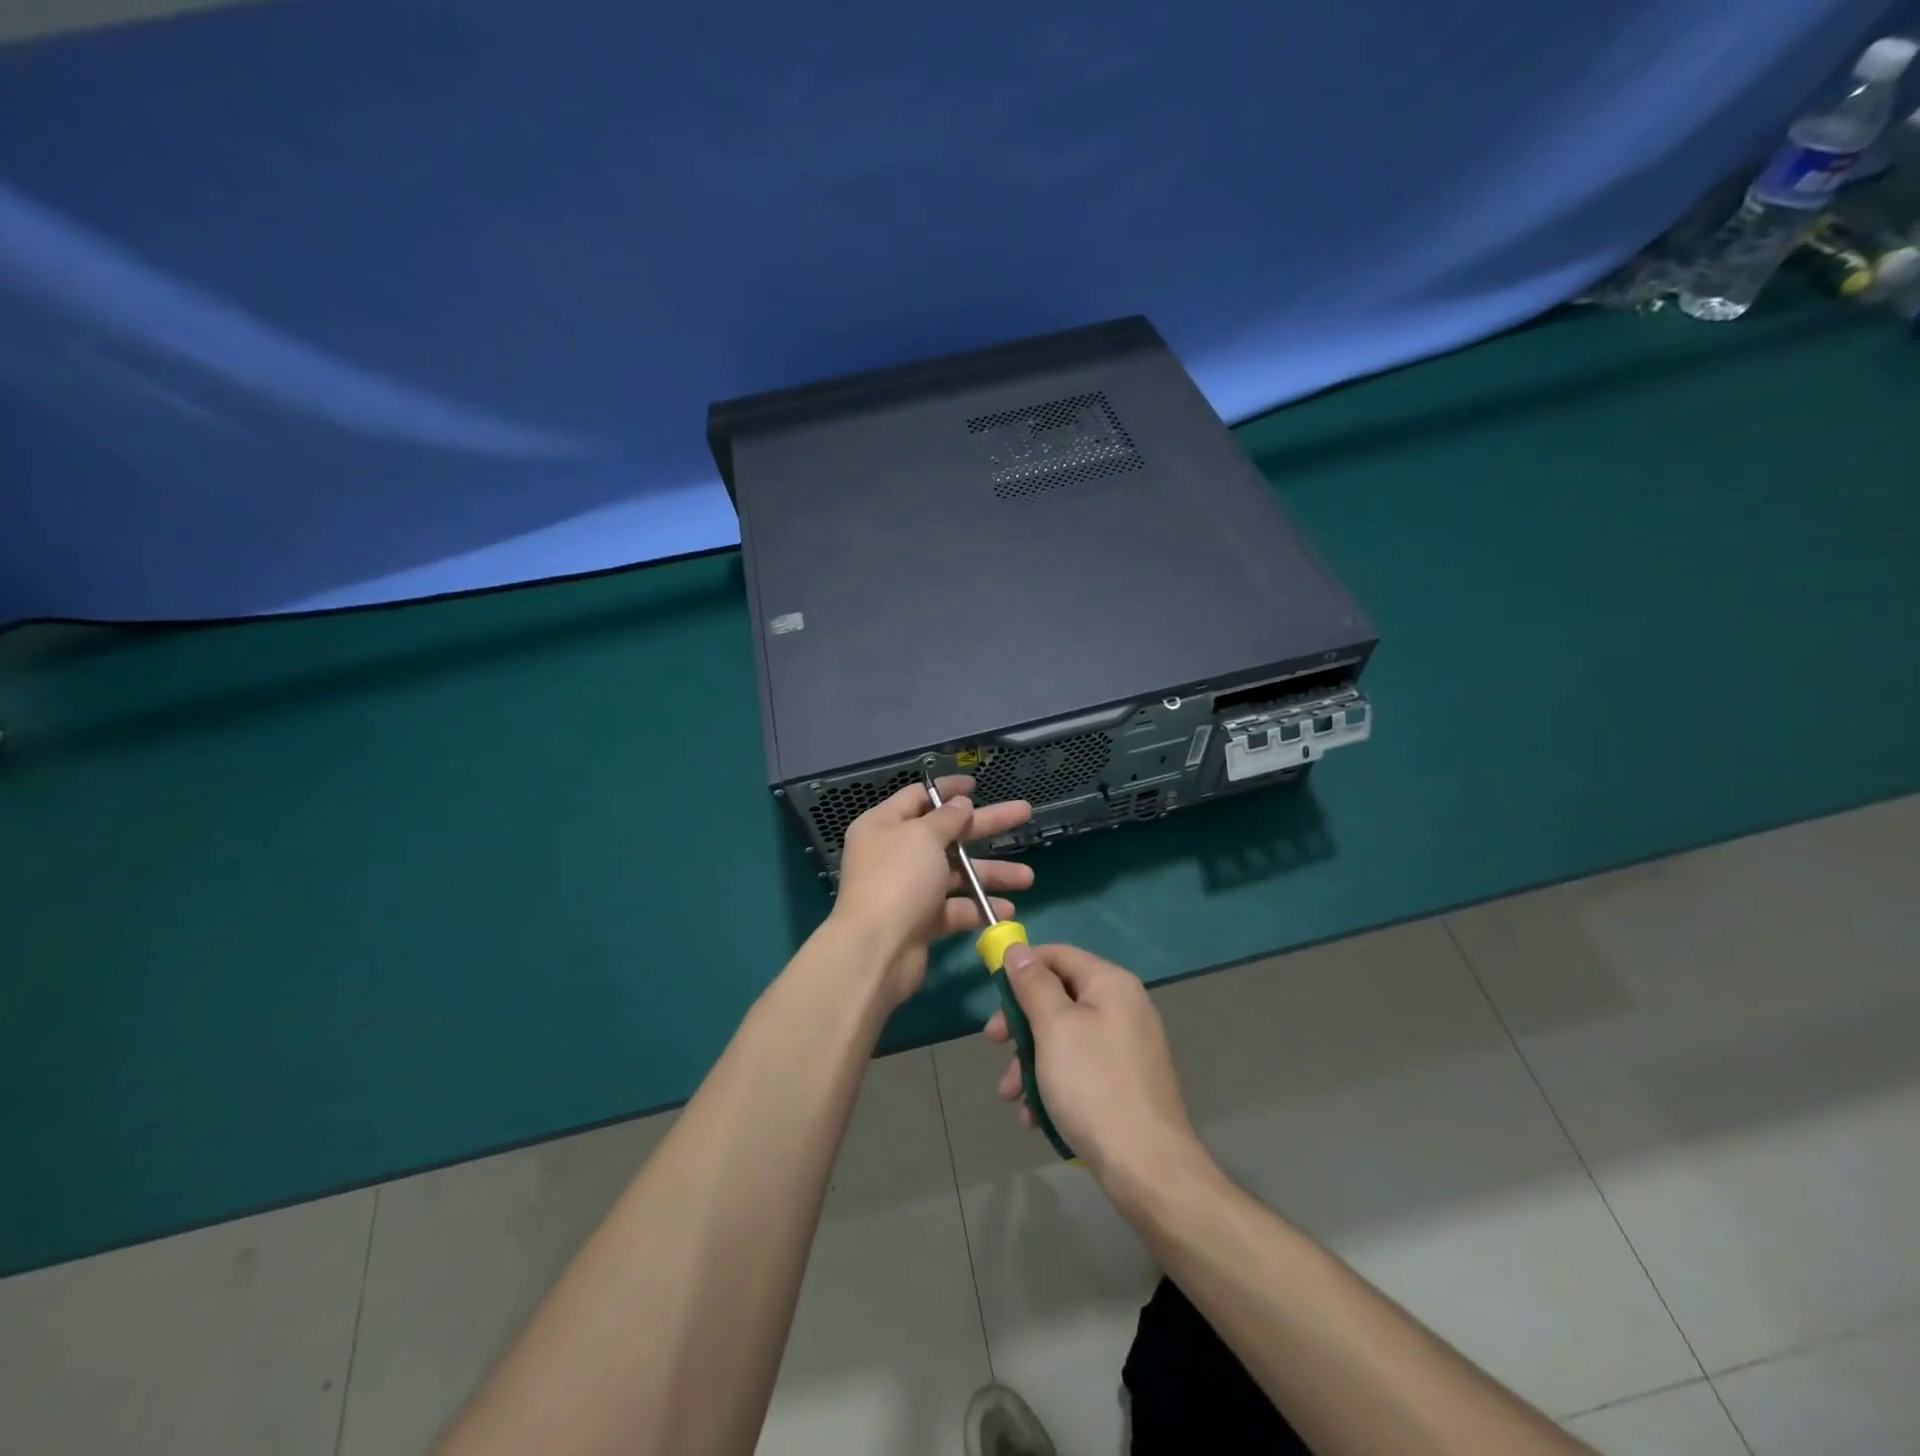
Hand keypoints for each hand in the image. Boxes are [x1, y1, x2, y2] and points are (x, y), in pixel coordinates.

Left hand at [832, 776, 1032, 1007]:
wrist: (876, 950)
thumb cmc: (898, 880)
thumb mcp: (923, 837)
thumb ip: (947, 818)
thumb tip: (961, 803)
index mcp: (884, 825)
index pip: (918, 798)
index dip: (948, 790)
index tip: (976, 785)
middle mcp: (895, 853)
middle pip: (947, 833)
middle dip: (986, 826)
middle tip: (1024, 813)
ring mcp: (909, 889)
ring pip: (956, 873)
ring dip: (991, 873)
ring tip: (1027, 877)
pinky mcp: (921, 921)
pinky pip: (955, 907)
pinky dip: (979, 907)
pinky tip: (1006, 910)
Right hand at [986, 943, 1203, 1187]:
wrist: (1148, 1168)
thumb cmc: (1093, 1085)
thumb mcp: (1054, 1027)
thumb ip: (1033, 984)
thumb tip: (1017, 950)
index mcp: (1111, 984)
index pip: (1058, 954)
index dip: (1022, 966)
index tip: (992, 990)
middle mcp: (1123, 1007)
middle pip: (1059, 997)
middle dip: (1021, 1023)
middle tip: (993, 1043)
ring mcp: (1126, 1047)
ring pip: (1064, 1038)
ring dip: (1030, 1061)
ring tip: (1010, 1095)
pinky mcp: (1124, 1083)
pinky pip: (1079, 1069)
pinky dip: (1053, 1084)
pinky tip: (1033, 1116)